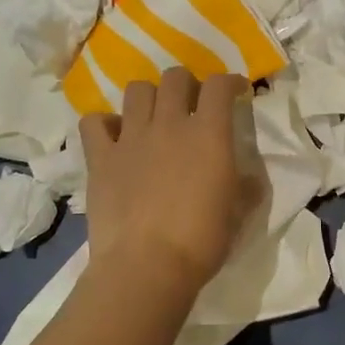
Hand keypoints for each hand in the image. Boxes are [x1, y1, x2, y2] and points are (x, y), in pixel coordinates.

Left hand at [81, 69, 257, 301]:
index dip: (229, 82)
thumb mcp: (238, 215)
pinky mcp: (100, 157)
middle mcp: (169, 124)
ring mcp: (131, 137)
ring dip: (149, 97)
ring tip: (153, 117)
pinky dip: (105, 124)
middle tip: (192, 105)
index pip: (219, 85)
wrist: (146, 266)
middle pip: (176, 77)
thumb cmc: (201, 241)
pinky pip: (94, 122)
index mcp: (209, 134)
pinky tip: (114, 137)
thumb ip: (246, 188)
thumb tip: (250, 179)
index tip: (235, 92)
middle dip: (188, 84)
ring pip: (137, 90)